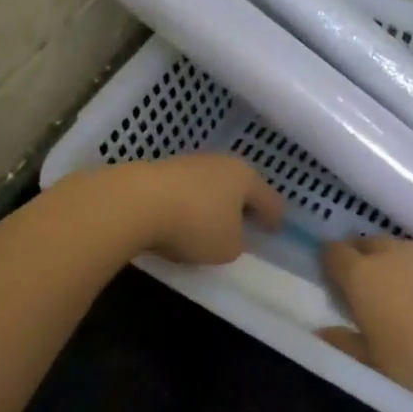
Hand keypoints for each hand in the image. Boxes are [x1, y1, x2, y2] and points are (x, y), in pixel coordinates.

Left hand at [114, 154, 282, 264]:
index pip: (269, 198)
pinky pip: (187, 190)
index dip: (274, 216)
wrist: (135, 202)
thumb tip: (232, 236)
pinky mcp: (162, 170)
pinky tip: (183, 219)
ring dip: (215, 203)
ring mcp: (190, 163)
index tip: (277, 229)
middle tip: (248, 223)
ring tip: (212, 224)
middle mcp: (221, 163)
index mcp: (246, 177)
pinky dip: (190, 204)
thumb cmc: (195, 225)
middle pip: (240, 186)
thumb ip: (237, 243)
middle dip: (244, 205)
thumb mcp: (227, 248)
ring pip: (212, 185)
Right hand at [319, 238, 412, 407]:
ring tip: (395, 289)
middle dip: (358, 257)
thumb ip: (346, 343)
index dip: (328, 261)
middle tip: (361, 284)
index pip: (334, 253)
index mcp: (361, 276)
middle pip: (365, 243)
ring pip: (396, 247)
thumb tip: (322, 332)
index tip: (330, 277)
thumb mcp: (375, 362)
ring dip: (389, 261)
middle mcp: (389, 254)